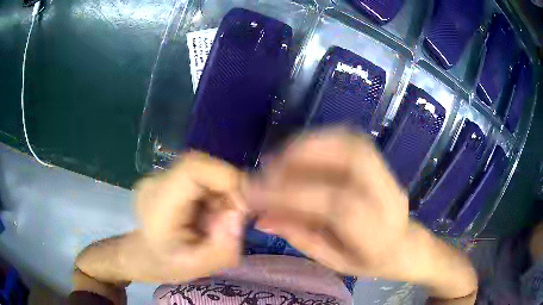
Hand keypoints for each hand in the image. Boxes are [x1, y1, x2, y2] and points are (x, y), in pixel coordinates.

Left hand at [130, 151, 246, 282]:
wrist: (145, 255)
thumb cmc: (168, 264)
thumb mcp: (198, 267)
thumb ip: (223, 247)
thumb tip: (239, 214)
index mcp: (158, 204)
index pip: (193, 168)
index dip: (227, 178)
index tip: (242, 206)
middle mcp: (156, 181)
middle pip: (203, 166)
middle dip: (228, 189)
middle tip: (234, 218)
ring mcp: (161, 176)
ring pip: (205, 170)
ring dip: (222, 193)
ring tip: (217, 221)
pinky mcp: (169, 177)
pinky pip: (202, 176)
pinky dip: (215, 193)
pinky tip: (209, 214)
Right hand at [245, 129, 409, 277]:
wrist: (405, 246)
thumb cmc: (369, 261)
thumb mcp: (334, 262)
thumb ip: (301, 237)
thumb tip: (262, 217)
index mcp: (378, 234)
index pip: (337, 206)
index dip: (292, 195)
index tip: (254, 193)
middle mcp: (388, 198)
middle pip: (352, 159)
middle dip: (304, 156)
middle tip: (268, 167)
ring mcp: (389, 176)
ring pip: (352, 143)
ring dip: (310, 144)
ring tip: (279, 158)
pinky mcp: (382, 163)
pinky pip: (351, 140)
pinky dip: (321, 140)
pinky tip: (300, 152)